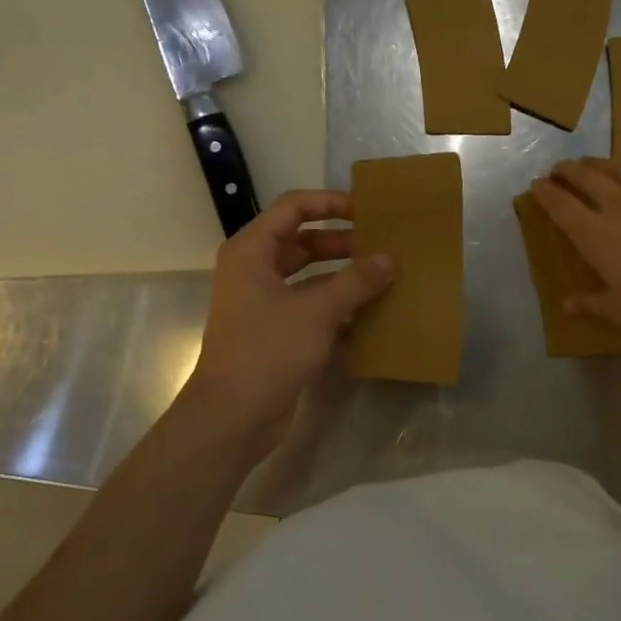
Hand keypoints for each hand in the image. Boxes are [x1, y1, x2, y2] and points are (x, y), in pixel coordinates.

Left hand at [184, 190, 393, 449]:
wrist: (232, 417)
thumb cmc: (268, 351)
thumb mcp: (316, 311)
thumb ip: (355, 282)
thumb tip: (388, 259)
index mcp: (252, 252)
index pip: (293, 208)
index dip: (330, 203)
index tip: (366, 210)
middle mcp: (254, 271)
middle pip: (302, 242)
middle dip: (342, 242)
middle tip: (382, 245)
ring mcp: (264, 303)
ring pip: (309, 276)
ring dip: (343, 276)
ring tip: (383, 276)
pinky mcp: (275, 332)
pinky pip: (310, 306)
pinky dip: (337, 306)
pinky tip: (371, 313)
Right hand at [530, 159, 620, 341]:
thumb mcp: (619, 310)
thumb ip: (591, 303)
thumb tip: (566, 305)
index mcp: (594, 234)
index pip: (561, 205)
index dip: (545, 192)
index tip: (536, 184)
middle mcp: (617, 207)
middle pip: (586, 177)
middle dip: (568, 170)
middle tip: (560, 168)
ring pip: (618, 170)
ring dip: (599, 164)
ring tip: (591, 164)